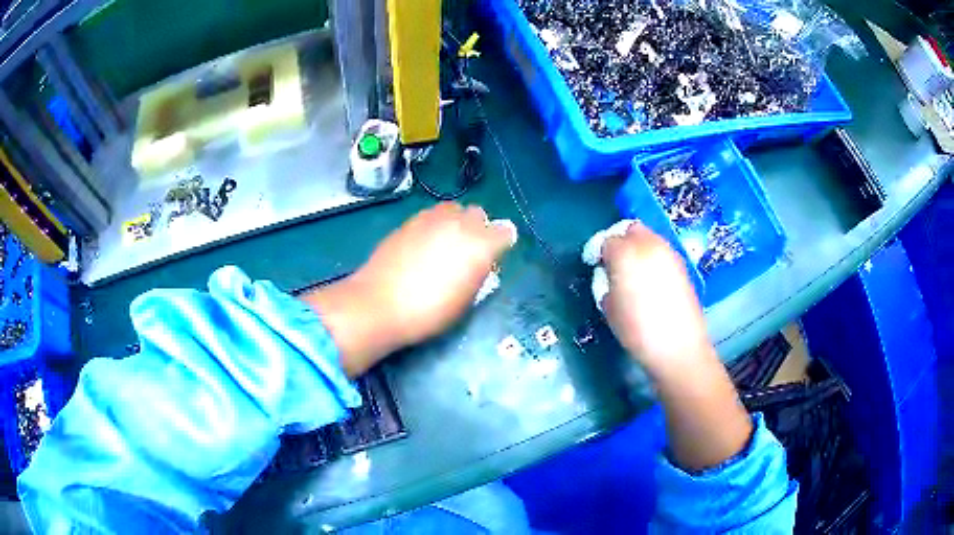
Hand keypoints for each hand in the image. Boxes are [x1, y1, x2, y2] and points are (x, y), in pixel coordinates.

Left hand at [303, 203, 515, 375]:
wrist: (380, 304)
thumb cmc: (428, 312)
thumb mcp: (464, 301)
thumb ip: (478, 275)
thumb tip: (480, 265)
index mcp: (480, 245)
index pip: (505, 232)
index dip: (501, 243)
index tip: (494, 257)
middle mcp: (459, 224)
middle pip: (478, 213)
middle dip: (478, 227)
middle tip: (468, 250)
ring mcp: (431, 219)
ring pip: (452, 209)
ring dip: (455, 221)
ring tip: (444, 244)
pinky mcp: (408, 222)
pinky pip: (429, 216)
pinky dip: (432, 226)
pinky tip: (421, 246)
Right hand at [600, 222, 709, 376]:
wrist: (678, 347)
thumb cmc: (637, 330)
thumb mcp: (608, 306)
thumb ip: (605, 280)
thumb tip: (609, 273)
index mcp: (626, 253)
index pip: (606, 240)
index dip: (597, 251)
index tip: (594, 265)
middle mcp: (649, 244)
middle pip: (630, 229)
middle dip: (619, 241)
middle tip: (613, 264)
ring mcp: (669, 252)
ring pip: (649, 236)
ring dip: (637, 247)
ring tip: (632, 272)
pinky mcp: (682, 264)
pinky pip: (662, 251)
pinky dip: (652, 257)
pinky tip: (650, 280)